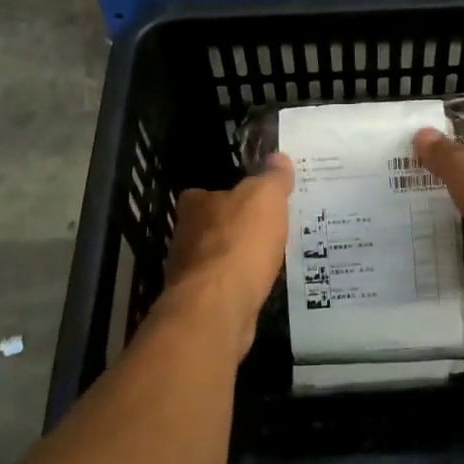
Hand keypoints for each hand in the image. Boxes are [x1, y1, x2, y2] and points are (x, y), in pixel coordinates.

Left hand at [161, 154, 293, 357]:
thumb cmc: (240, 242)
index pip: (202, 194)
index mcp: (195, 205)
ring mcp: (188, 274)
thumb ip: (273, 178)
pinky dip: (236, 286)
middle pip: (207, 227)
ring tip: (264, 259)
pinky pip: (221, 288)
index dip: (223, 195)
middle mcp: (185, 237)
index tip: (246, 200)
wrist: (218, 307)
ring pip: (213, 260)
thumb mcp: (266, 198)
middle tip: (262, 229)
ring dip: (233, 260)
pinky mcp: (198, 304)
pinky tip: (257, 287)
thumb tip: (278, 157)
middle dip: (230, 229)